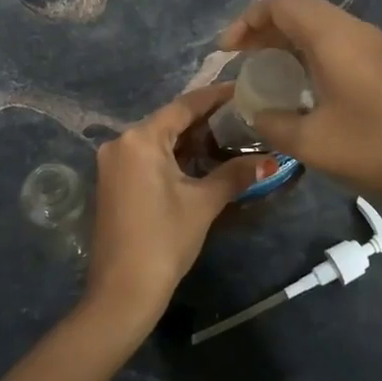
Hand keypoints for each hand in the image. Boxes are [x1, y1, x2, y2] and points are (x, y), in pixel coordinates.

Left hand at [83, 85, 270, 328]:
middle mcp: (121, 142)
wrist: (122, 291)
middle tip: (242, 116)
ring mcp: (113, 163)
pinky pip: (147, 157)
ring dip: (190, 139)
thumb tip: (268, 161)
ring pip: (158, 140)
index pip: (184, 106)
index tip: (242, 89)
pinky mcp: (112, 181)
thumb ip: (234, 175)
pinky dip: (173, 156)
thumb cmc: (164, 240)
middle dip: (205, 120)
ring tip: (229, 135)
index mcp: (140, 139)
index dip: (215, 97)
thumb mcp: (203, 204)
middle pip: (169, 121)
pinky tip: (200, 160)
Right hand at [219, 0, 381, 221]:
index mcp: (333, 37)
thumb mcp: (312, 142)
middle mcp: (355, 31)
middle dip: (265, 28)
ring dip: (290, 41)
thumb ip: (273, 123)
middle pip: (301, 9)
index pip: (282, 4)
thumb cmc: (377, 149)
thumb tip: (256, 112)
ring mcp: (376, 47)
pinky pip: (339, 44)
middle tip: (242, 59)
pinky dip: (312, 54)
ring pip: (322, 26)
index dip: (248, 20)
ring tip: (267, 73)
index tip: (227, 52)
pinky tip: (305, 89)